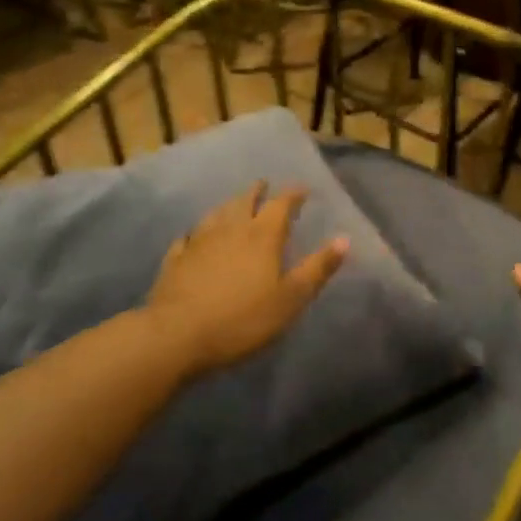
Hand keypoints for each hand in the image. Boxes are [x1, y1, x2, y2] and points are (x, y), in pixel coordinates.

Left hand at [145, 183, 348, 376]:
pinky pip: (188, 238)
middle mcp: (230, 229)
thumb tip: (344, 239)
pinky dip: (196, 233)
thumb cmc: (243, 318)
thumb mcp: (291, 298)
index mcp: (262, 236)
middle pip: (245, 202)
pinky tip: (193, 236)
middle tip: (263, 185)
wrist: (177, 335)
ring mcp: (199, 242)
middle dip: (257, 192)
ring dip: (228, 205)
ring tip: (233, 204)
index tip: (302, 189)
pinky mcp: (175, 260)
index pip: (281, 205)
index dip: (293, 195)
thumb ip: (317, 268)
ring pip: (216, 214)